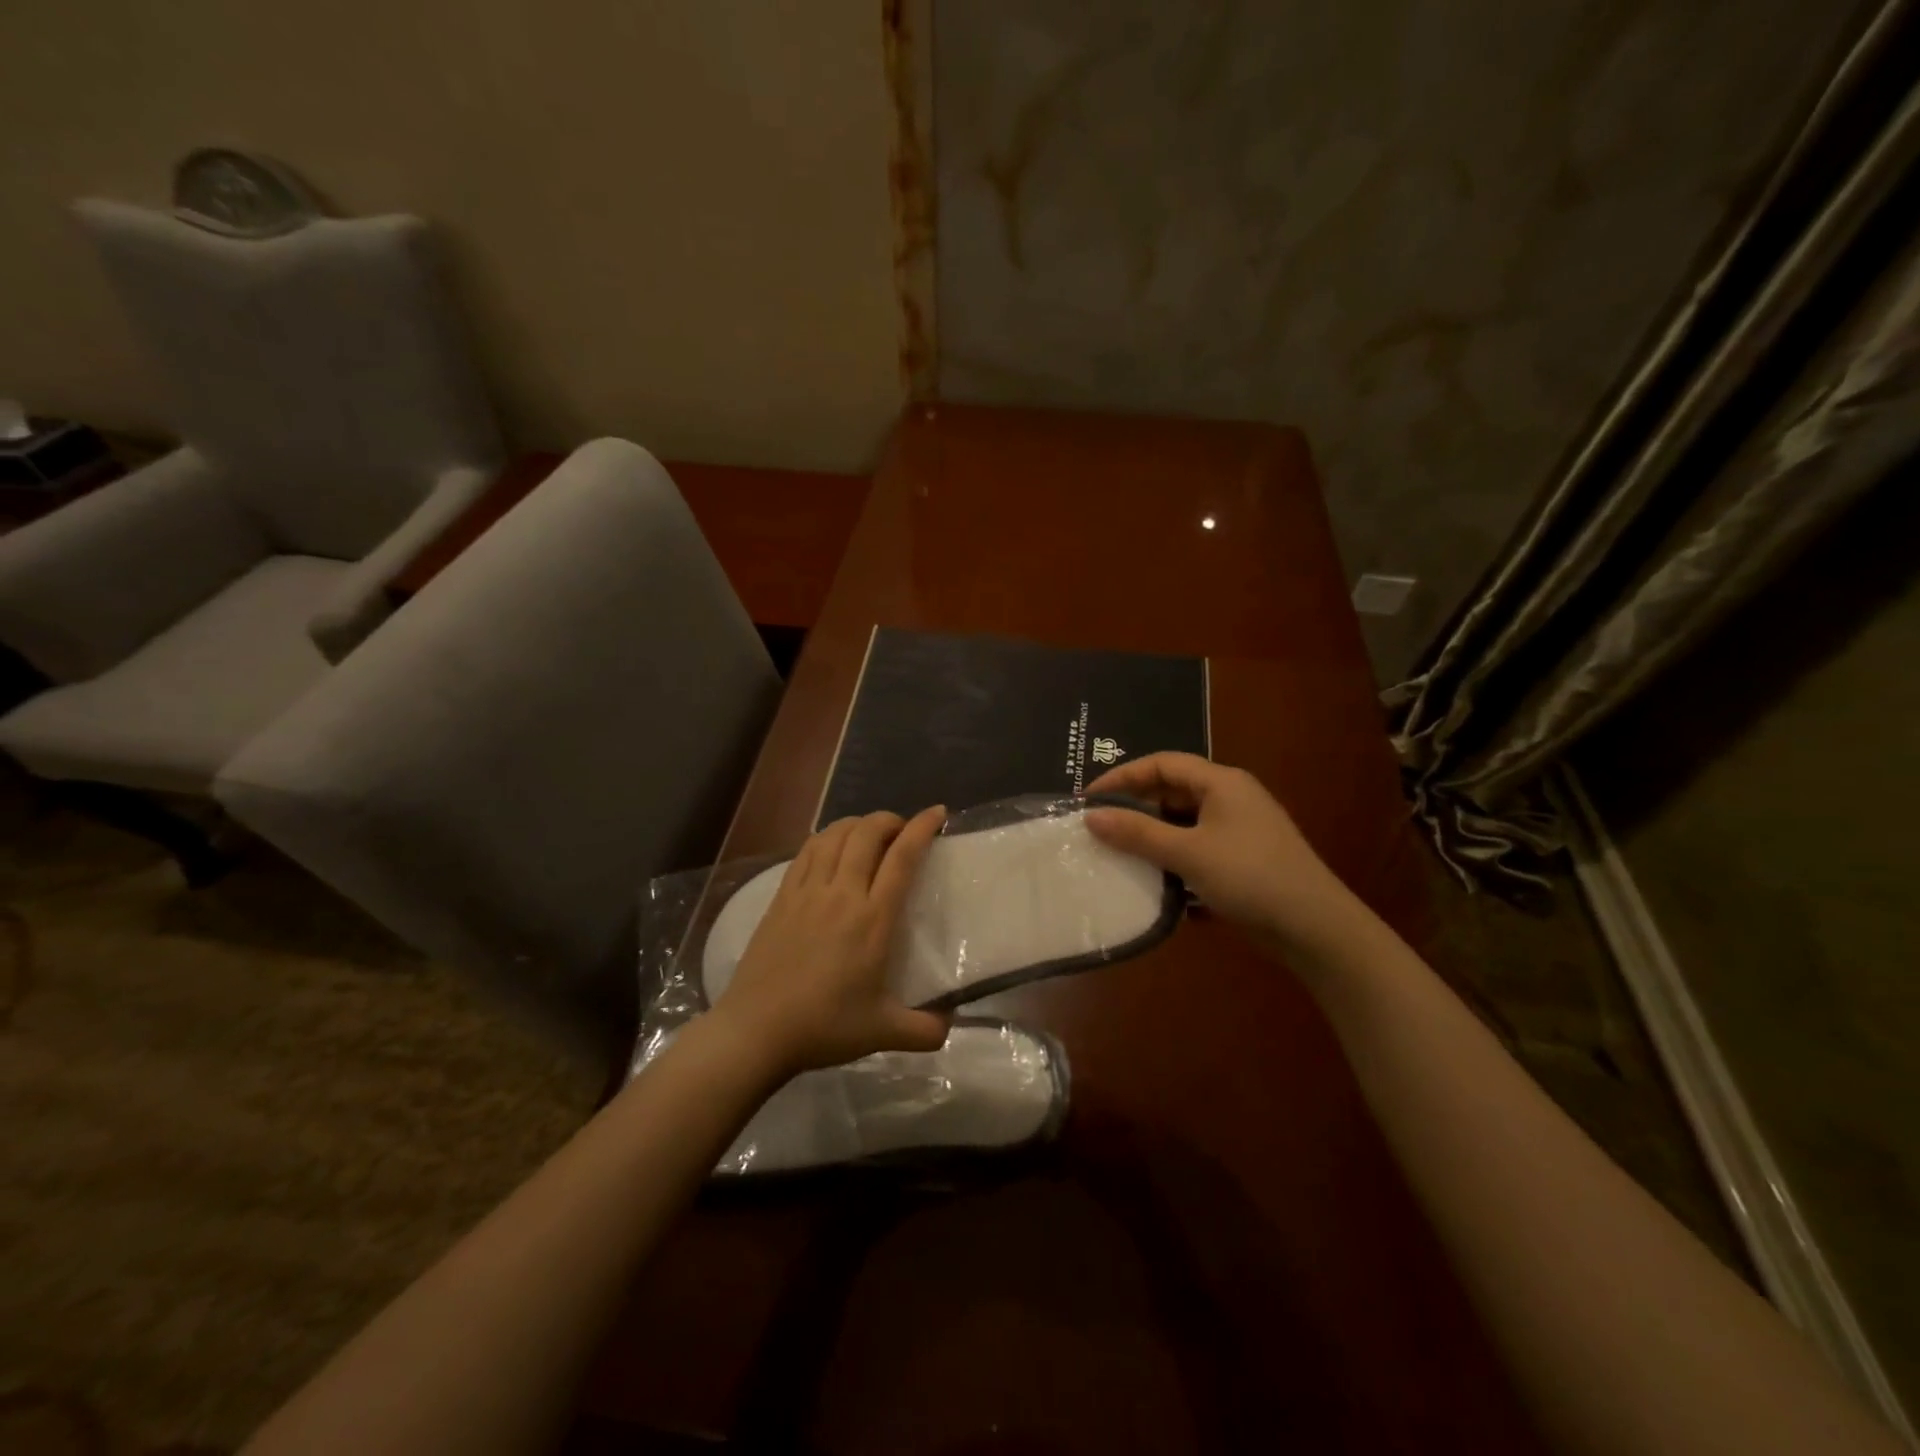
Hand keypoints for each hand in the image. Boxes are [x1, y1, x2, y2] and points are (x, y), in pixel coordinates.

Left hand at [713, 807, 952, 1075]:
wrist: (756, 1030)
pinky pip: (806, 851)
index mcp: (873, 919)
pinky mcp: (781, 897)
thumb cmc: (824, 1026)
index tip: (937, 812)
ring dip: (857, 824)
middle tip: (901, 831)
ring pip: (834, 835)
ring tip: (869, 834)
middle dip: (889, 819)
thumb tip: (951, 1025)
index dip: (921, 827)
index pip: (902, 857)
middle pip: (867, 833)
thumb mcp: (883, 1032)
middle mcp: (842, 893)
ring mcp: (807, 891)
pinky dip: (826, 838)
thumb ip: (925, 1031)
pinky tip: (831, 847)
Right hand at [1084, 753, 1364, 961]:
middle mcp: (1231, 798)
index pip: (1161, 764)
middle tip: (1100, 828)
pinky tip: (1155, 881)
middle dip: (1135, 808)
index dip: (1122, 777)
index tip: (1089, 800)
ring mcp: (1239, 829)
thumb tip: (1091, 816)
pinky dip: (1173, 858)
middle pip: (1172, 791)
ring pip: (1183, 822)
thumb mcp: (1188, 853)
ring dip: (1153, 837)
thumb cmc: (1250, 877)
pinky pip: (1197, 847)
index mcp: (1221, 782)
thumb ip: (1137, 833)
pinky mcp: (1242, 859)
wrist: (1315, 928)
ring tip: (1120, 854)